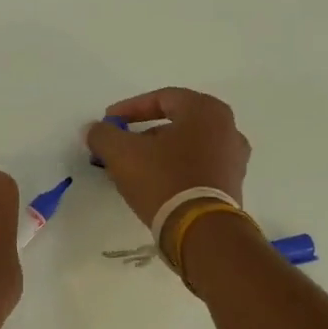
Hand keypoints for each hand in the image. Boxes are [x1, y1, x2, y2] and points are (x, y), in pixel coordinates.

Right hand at [85, 87, 251, 230]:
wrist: (201, 230)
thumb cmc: (163, 179)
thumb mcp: (122, 153)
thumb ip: (103, 135)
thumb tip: (93, 129)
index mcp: (205, 110)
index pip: (162, 98)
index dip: (130, 108)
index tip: (108, 121)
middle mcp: (228, 128)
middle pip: (177, 122)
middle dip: (143, 133)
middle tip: (120, 145)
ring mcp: (234, 159)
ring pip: (187, 147)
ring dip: (159, 153)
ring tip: (133, 168)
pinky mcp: (232, 186)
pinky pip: (198, 168)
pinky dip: (175, 170)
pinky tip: (154, 185)